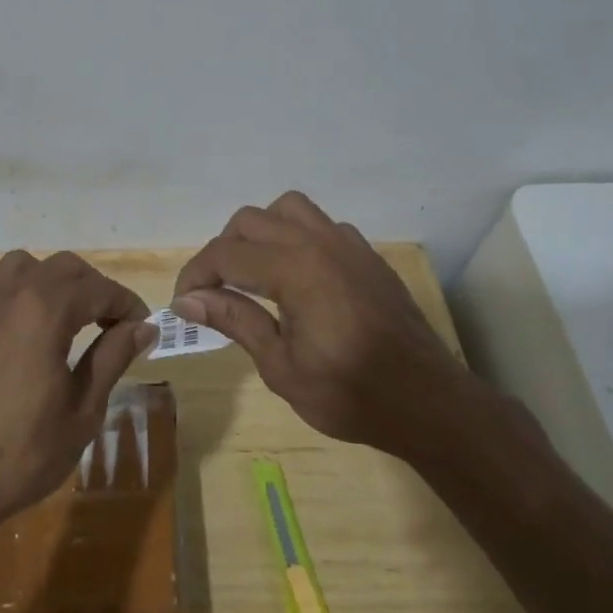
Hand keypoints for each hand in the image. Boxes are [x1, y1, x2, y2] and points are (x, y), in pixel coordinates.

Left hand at [0, 251, 156, 535]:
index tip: (141, 325)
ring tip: (58, 313)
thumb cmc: (23, 454)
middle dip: (92, 286)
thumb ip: (112, 358)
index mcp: (46, 312)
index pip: (98, 288)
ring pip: (16, 266)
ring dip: (45, 279)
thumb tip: (144, 327)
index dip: (126, 302)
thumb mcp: (83, 410)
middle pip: (61, 267)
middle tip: (108, 321)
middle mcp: (9, 295)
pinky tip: (1, 314)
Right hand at [172, 192, 473, 454]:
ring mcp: (348, 243)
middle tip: (215, 291)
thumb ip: (235, 320)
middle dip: (223, 250)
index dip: (195, 276)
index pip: (225, 254)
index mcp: (296, 269)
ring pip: (287, 209)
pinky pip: (320, 225)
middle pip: (250, 220)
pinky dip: (296, 238)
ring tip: (254, 273)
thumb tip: (188, 299)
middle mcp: (319, 242)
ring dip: (260, 232)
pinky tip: (298, 278)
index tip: (183, 304)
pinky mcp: (367, 255)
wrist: (429, 403)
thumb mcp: (281, 367)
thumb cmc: (351, 394)